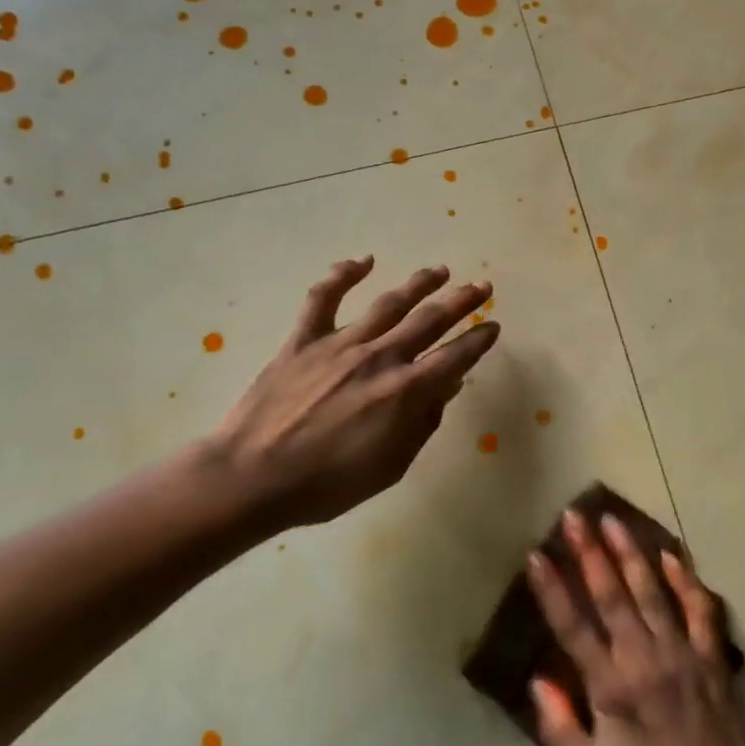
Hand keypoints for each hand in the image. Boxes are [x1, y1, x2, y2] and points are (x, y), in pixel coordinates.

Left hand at [208, 258, 499, 532]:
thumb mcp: (390, 466)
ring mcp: (339, 344)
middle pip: (430, 321)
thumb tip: (446, 387)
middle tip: (482, 287)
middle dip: (461, 302)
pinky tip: (363, 261)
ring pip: (389, 303)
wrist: (251, 478)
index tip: (493, 325)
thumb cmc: (326, 485)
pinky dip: (343, 274)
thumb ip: (422, 424)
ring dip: (419, 284)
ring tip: (440, 271)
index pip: (455, 357)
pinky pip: (324, 298)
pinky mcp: (303, 339)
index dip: (478, 340)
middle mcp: (380, 358)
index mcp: (405, 392)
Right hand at [527, 511, 744, 745]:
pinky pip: (699, 609)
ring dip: (631, 553)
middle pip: (611, 595)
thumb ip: (560, 729)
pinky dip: (686, 580)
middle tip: (573, 516)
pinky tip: (672, 555)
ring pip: (652, 591)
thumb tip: (539, 680)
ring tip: (613, 520)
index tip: (536, 556)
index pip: (573, 627)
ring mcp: (683, 653)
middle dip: (589, 552)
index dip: (552, 590)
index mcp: (612, 688)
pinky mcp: (712, 658)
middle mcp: (645, 659)